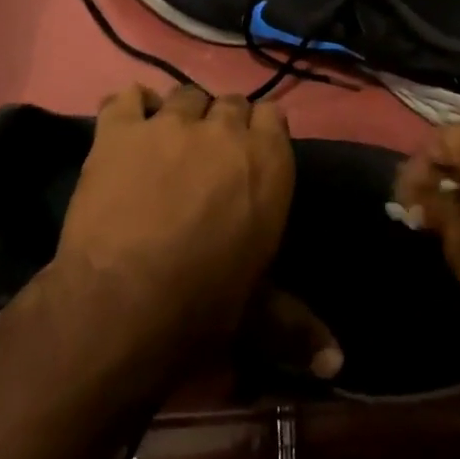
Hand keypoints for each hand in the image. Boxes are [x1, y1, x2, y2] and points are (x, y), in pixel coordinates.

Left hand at [56, 84, 293, 365]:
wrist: (122, 306)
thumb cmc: (202, 307)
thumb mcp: (258, 315)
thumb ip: (298, 325)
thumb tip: (339, 362)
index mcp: (268, 160)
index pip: (274, 116)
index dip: (260, 133)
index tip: (249, 158)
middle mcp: (224, 129)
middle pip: (230, 102)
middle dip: (222, 125)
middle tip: (207, 160)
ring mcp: (170, 124)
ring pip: (183, 96)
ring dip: (180, 116)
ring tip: (167, 146)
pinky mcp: (120, 131)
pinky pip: (127, 97)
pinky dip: (130, 107)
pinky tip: (129, 128)